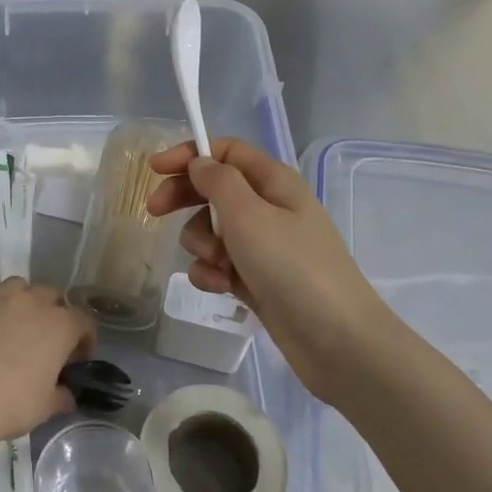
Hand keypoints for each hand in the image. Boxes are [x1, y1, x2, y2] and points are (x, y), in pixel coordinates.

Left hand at [0, 278, 93, 458]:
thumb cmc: (11, 404)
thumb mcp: (45, 407)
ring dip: (23, 301)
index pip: (84, 321)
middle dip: (54, 314)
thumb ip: (60, 396)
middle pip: (52, 296)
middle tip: (46, 341)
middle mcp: (33, 302)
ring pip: (19, 286)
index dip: (85, 339)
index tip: (78, 358)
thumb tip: (66, 395)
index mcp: (60, 326)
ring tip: (15, 325)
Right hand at [147, 138, 392, 398]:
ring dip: (201, 244)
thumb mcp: (249, 215)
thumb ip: (218, 182)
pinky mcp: (257, 279)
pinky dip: (212, 273)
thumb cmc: (292, 267)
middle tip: (155, 211)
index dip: (190, 154)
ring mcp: (264, 246)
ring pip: (212, 230)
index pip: (227, 151)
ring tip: (217, 264)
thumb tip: (199, 162)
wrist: (336, 340)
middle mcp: (269, 208)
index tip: (155, 170)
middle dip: (185, 199)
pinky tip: (220, 287)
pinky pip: (220, 265)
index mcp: (274, 182)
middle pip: (214, 189)